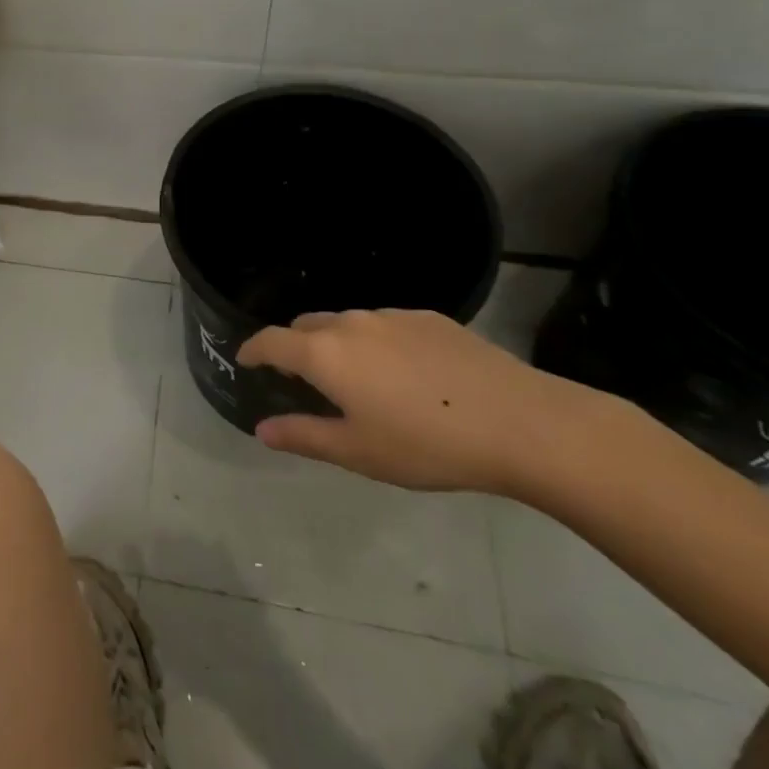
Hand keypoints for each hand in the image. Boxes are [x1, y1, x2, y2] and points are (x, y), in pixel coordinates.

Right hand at [238, 309, 611, 496]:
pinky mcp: (431, 318)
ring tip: (358, 379)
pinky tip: (407, 375)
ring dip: (338, 344)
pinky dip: (377, 343)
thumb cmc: (428, 445)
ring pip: (348, 324)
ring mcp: (393, 316)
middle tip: (303, 379)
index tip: (245, 359)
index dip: (253, 349)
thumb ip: (304, 436)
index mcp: (326, 354)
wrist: (523, 424)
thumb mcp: (359, 452)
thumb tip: (262, 429)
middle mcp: (352, 323)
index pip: (271, 341)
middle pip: (306, 326)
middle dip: (295, 347)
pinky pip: (386, 325)